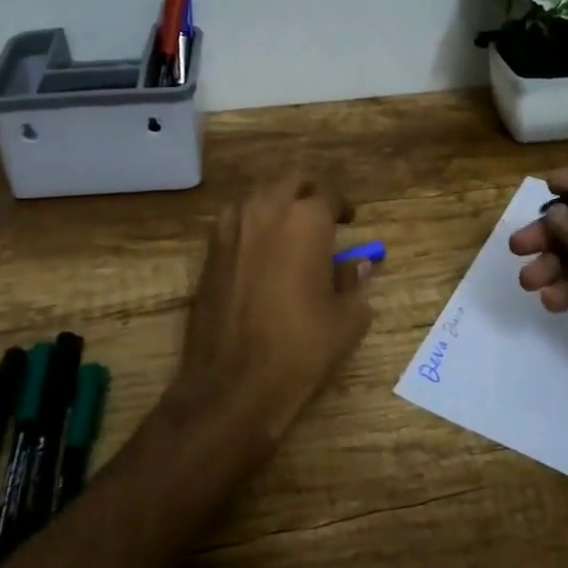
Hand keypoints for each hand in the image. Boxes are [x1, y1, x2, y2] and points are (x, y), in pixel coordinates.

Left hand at [176, 174, 374, 446]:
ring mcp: (231, 228)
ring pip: (258, 197)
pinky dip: (252, 224)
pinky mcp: (209, 251)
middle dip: (309, 194)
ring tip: (290, 232)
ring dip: (277, 205)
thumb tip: (358, 265)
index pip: (327, 194)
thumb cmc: (300, 348)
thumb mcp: (346, 319)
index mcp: (305, 221)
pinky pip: (235, 221)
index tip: (349, 220)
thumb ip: (353, 282)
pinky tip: (261, 252)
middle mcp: (265, 211)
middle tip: (321, 217)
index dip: (341, 205)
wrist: (232, 385)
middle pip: (290, 183)